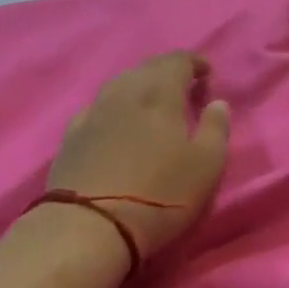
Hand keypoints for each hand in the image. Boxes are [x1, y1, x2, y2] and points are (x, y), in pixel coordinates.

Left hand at [45, 53, 231, 264]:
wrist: (88, 227)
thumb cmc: (159, 195)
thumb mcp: (205, 166)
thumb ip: (215, 129)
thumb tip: (217, 103)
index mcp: (159, 92)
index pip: (177, 60)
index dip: (194, 62)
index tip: (206, 73)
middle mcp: (124, 91)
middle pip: (147, 67)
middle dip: (167, 70)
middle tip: (182, 85)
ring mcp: (93, 111)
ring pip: (120, 83)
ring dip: (139, 85)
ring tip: (151, 101)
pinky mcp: (71, 135)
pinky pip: (97, 106)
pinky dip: (114, 106)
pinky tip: (115, 120)